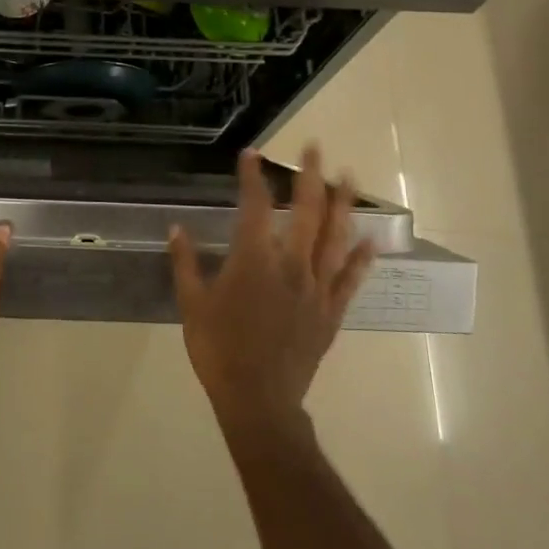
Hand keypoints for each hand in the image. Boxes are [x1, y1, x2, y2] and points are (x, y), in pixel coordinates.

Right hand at [168, 144, 374, 434]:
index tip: (251, 154)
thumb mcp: (191, 305)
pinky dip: (362, 258)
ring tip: (351, 177)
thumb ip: (186, 263)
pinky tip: (372, 239)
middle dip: (311, 176)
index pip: (256, 207)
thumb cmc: (219, 350)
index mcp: (254, 261)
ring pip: (336, 238)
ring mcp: (316, 288)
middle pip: (307, 212)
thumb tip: (176, 228)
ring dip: (344, 204)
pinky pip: (350, 280)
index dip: (253, 177)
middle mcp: (290, 266)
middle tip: (316, 147)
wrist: (259, 401)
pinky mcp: (331, 312)